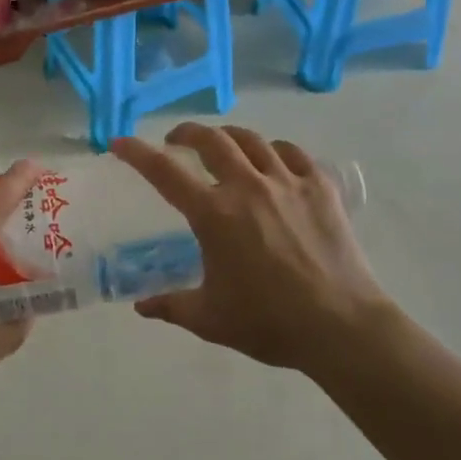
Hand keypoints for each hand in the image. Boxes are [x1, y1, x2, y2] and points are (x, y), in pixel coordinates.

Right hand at [111, 123, 392, 372]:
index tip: (119, 142)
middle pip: (211, 140)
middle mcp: (247, 186)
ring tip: (223, 145)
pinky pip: (292, 153)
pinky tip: (272, 161)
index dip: (137, 153)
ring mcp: (287, 181)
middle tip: (177, 141)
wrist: (341, 326)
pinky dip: (274, 150)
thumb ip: (171, 306)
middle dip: (186, 133)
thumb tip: (141, 307)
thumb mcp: (210, 319)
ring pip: (252, 140)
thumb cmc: (270, 323)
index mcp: (214, 214)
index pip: (165, 172)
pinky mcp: (320, 187)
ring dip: (229, 137)